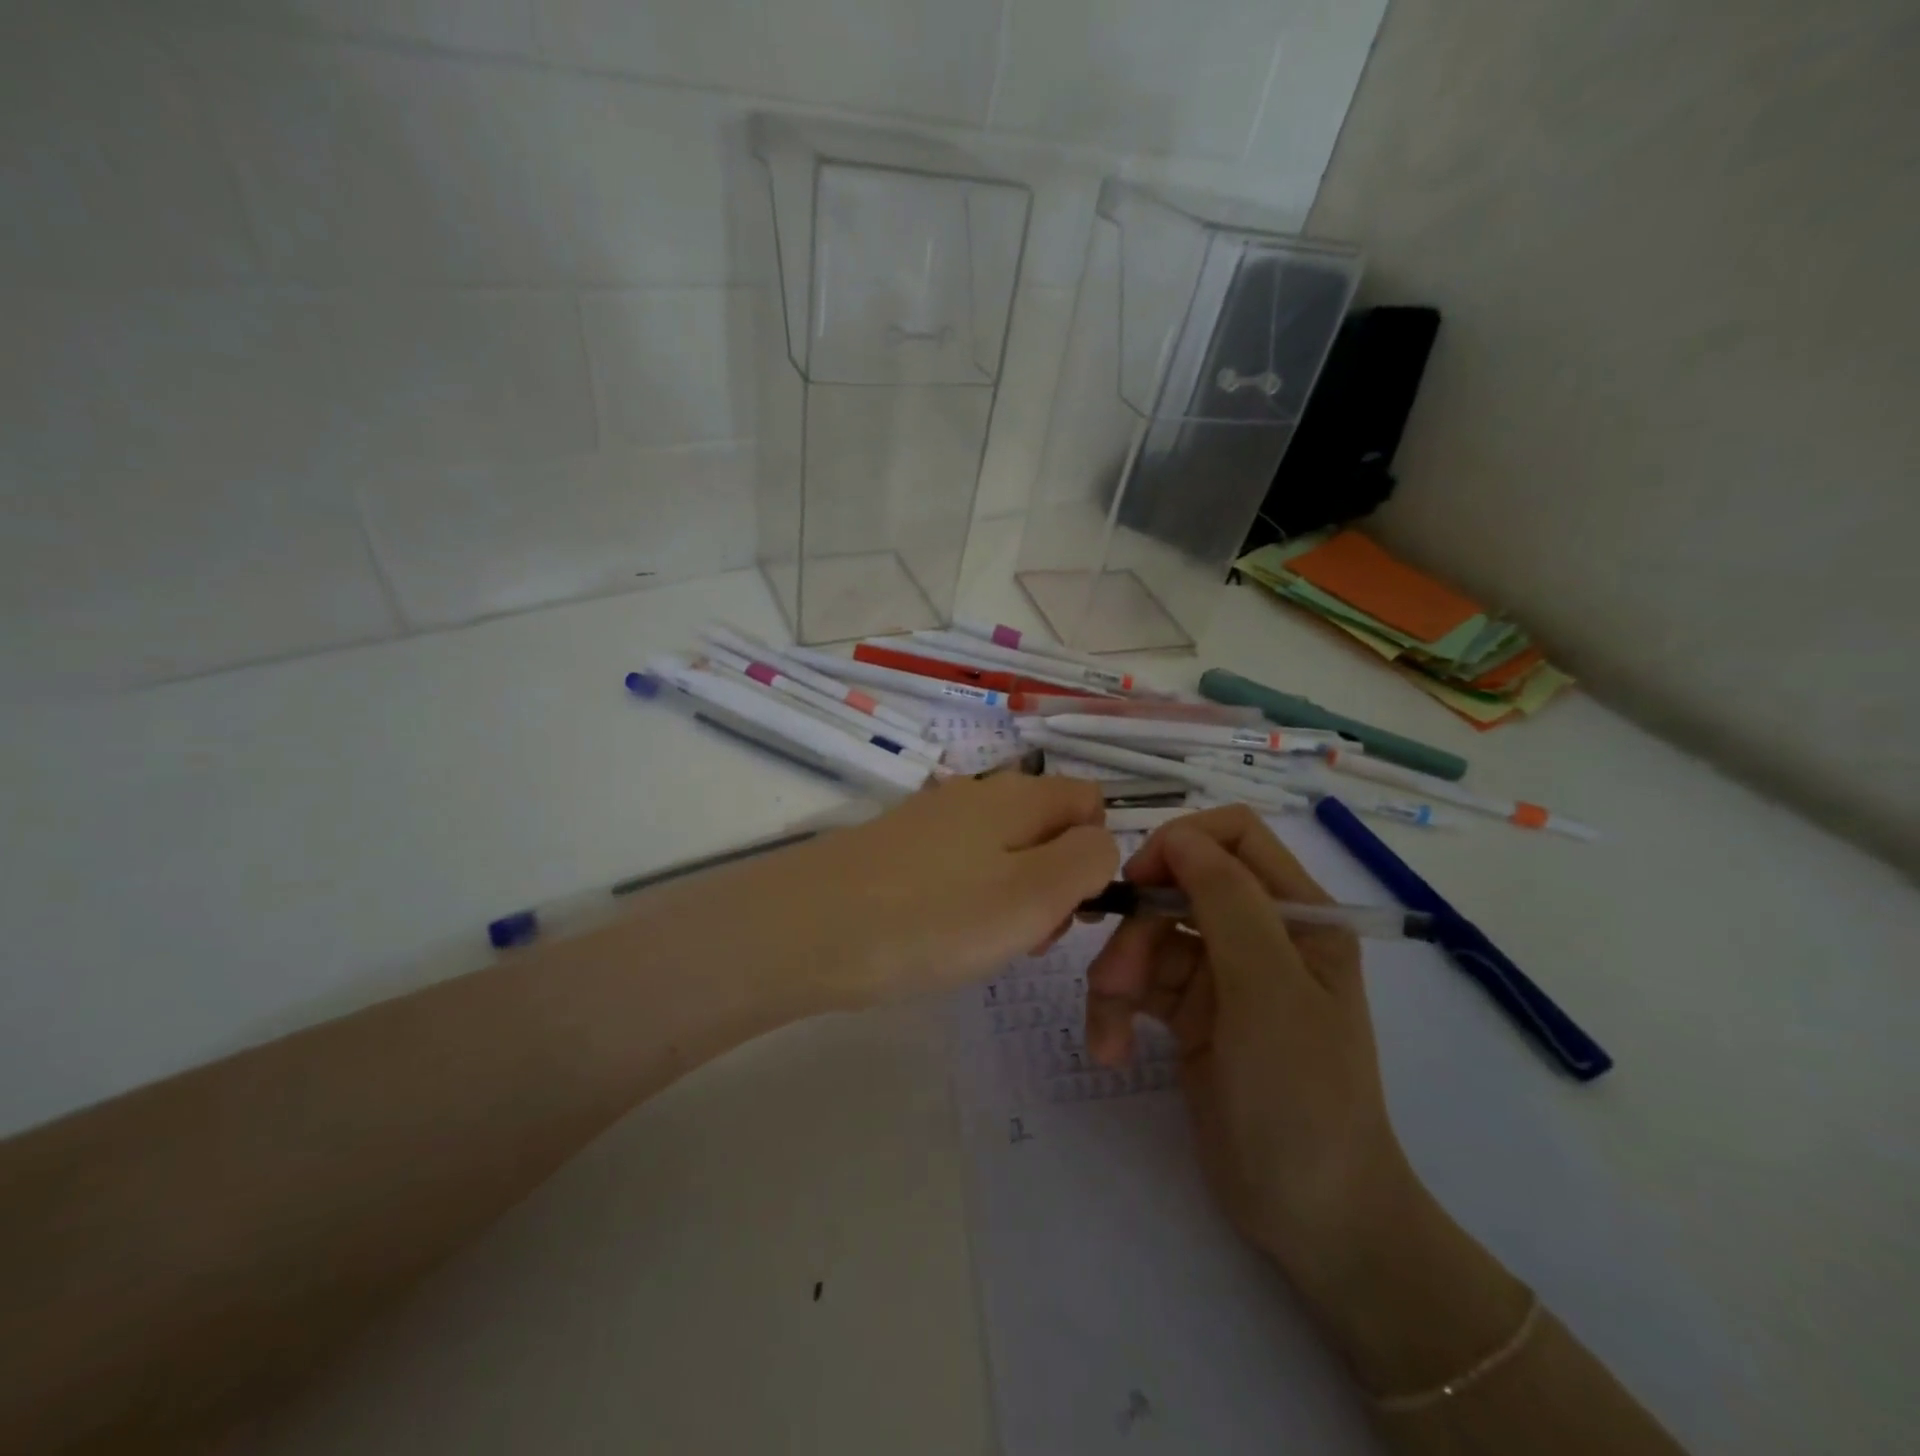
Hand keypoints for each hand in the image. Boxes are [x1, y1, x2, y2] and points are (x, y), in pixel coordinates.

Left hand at [717, 773, 1117, 1010]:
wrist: (809, 927)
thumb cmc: (935, 916)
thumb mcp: (1035, 894)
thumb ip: (1088, 862)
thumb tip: (1100, 844)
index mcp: (1019, 795)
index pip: (1090, 800)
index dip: (1097, 852)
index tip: (1074, 906)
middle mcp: (979, 793)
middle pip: (1047, 828)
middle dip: (1055, 881)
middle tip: (1028, 935)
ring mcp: (933, 819)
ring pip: (1004, 851)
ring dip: (1013, 895)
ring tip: (983, 943)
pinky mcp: (899, 847)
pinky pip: (960, 867)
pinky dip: (968, 898)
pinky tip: (941, 934)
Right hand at [1084, 805, 1411, 1283]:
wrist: (1314, 1219)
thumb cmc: (1303, 1097)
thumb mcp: (1269, 991)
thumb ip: (1227, 902)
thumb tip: (1177, 837)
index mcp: (1298, 915)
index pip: (1233, 836)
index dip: (1180, 845)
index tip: (1138, 882)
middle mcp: (1260, 934)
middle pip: (1176, 889)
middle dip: (1137, 930)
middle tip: (1112, 982)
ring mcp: (1223, 975)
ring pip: (1149, 937)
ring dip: (1118, 977)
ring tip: (1106, 1034)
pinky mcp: (1192, 1014)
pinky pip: (1140, 984)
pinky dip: (1116, 1010)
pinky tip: (1109, 1048)